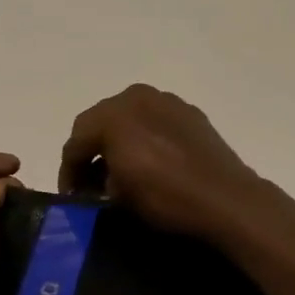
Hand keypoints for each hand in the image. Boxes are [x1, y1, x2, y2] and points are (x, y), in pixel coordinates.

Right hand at [58, 85, 275, 242]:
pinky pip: (156, 121)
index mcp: (113, 114)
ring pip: (130, 117)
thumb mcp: (119, 196)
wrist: (225, 197)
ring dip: (120, 141)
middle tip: (92, 183)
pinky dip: (146, 137)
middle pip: (101, 122)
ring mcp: (167, 101)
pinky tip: (152, 161)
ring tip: (122, 172)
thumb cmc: (165, 197)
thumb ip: (99, 181)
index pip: (76, 141)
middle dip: (93, 151)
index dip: (69, 171)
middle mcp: (137, 97)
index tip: (72, 196)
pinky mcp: (190, 113)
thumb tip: (102, 180)